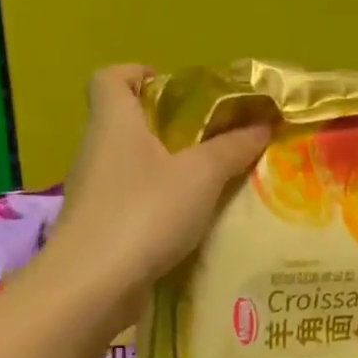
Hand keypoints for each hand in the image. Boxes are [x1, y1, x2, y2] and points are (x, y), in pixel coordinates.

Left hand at [51, 64, 269, 289]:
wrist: (93, 284)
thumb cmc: (145, 212)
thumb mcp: (201, 176)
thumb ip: (232, 148)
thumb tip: (263, 125)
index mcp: (114, 121)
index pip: (112, 77)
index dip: (141, 73)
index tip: (179, 90)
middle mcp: (97, 150)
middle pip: (128, 122)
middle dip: (170, 126)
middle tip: (213, 138)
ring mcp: (95, 191)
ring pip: (133, 164)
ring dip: (169, 168)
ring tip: (212, 180)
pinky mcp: (99, 227)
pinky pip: (134, 200)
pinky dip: (160, 203)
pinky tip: (191, 220)